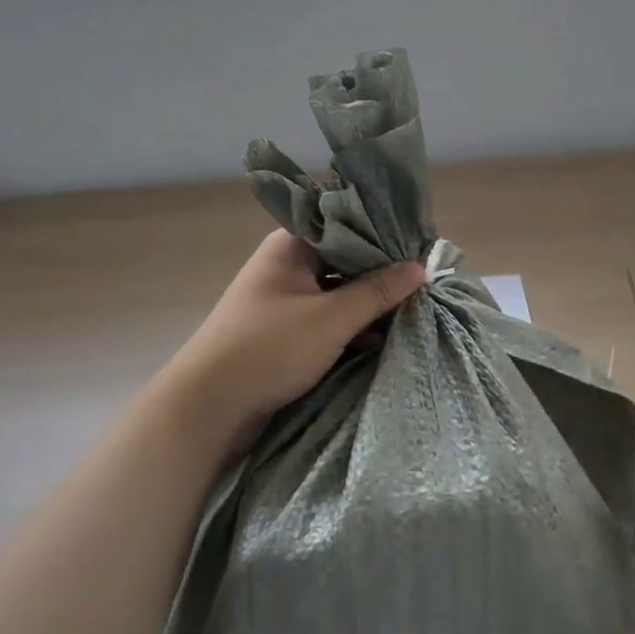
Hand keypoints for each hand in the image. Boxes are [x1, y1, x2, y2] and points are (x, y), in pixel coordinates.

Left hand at [159, 231, 424, 458]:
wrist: (208, 408)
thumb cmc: (269, 349)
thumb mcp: (332, 318)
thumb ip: (378, 291)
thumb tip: (420, 267)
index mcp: (292, 245)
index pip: (348, 225)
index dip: (386, 236)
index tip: (422, 248)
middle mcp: (289, 264)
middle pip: (347, 259)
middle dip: (383, 273)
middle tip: (426, 282)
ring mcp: (286, 298)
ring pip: (340, 291)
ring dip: (370, 303)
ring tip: (413, 309)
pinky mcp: (287, 330)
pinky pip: (330, 317)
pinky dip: (353, 326)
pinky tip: (382, 337)